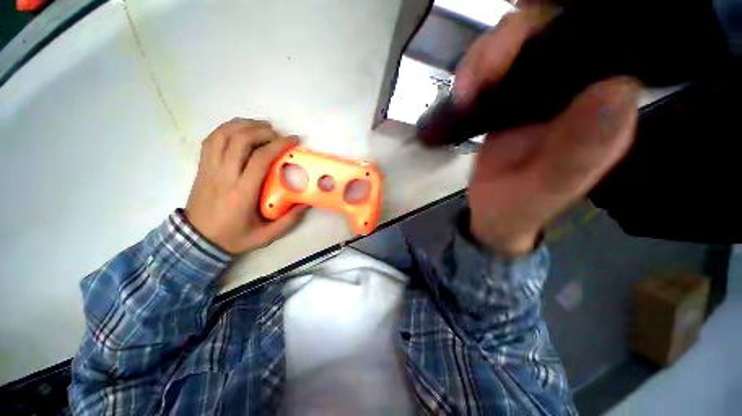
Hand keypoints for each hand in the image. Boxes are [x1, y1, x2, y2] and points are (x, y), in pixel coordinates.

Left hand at [185, 118, 307, 253]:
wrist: (197, 242)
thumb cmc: (233, 238)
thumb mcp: (266, 237)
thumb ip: (289, 221)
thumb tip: (306, 204)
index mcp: (242, 192)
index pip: (260, 158)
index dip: (278, 144)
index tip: (292, 140)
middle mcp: (224, 176)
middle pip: (240, 140)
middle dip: (263, 131)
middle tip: (278, 134)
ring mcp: (209, 169)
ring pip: (223, 135)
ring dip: (244, 125)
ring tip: (261, 126)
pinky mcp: (202, 167)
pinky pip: (211, 140)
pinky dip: (227, 129)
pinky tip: (240, 130)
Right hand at [457, 11, 639, 255]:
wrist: (491, 212)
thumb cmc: (519, 208)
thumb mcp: (546, 190)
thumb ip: (579, 153)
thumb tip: (616, 89)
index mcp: (601, 112)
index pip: (602, 47)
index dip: (572, 32)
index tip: (534, 48)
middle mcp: (574, 92)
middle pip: (554, 30)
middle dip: (514, 41)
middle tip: (484, 73)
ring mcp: (538, 91)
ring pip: (519, 41)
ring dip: (487, 56)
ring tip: (466, 90)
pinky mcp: (508, 98)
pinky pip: (493, 65)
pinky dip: (474, 70)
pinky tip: (463, 94)